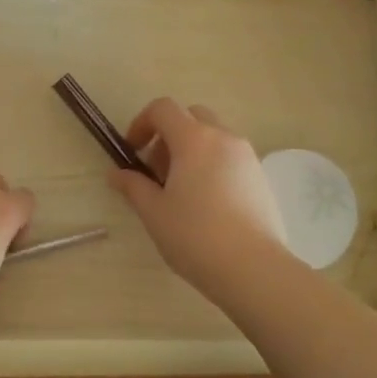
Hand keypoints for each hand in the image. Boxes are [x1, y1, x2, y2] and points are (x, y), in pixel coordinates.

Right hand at [110, 98, 286, 291]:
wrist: (253, 268)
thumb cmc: (195, 236)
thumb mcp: (154, 212)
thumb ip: (133, 186)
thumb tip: (116, 174)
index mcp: (193, 139)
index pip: (163, 109)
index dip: (141, 123)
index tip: (133, 152)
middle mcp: (223, 138)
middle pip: (191, 117)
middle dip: (169, 135)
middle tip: (158, 172)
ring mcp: (247, 156)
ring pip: (213, 137)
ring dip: (191, 151)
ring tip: (181, 191)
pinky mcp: (260, 177)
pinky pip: (230, 157)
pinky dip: (212, 165)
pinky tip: (207, 204)